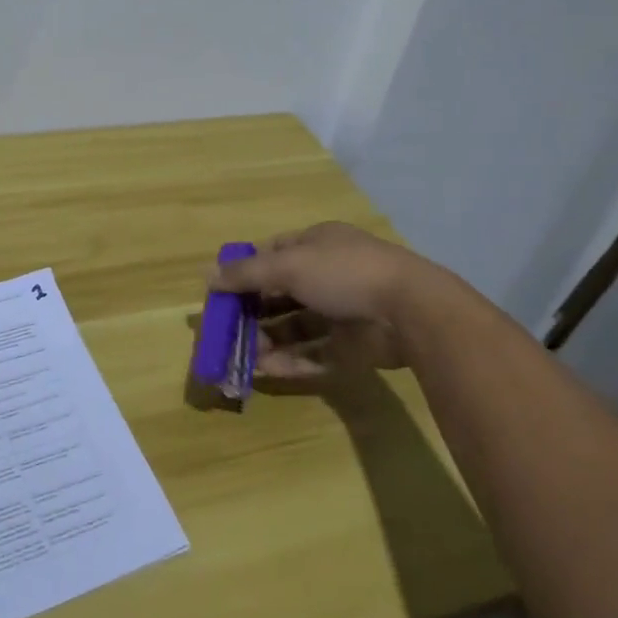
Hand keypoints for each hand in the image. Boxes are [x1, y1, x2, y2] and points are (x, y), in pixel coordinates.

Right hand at [206, 222, 490, 382]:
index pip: (273, 254)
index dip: (246, 271)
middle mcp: (328, 276)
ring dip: (267, 340)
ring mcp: (342, 312)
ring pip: (295, 327)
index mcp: (317, 245)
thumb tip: (207, 276)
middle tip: (227, 331)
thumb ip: (246, 273)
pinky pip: (313, 354)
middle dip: (253, 312)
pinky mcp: (352, 347)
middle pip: (281, 294)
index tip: (222, 293)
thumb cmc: (343, 273)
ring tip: (241, 356)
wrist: (410, 311)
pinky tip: (264, 371)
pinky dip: (289, 362)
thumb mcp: (288, 265)